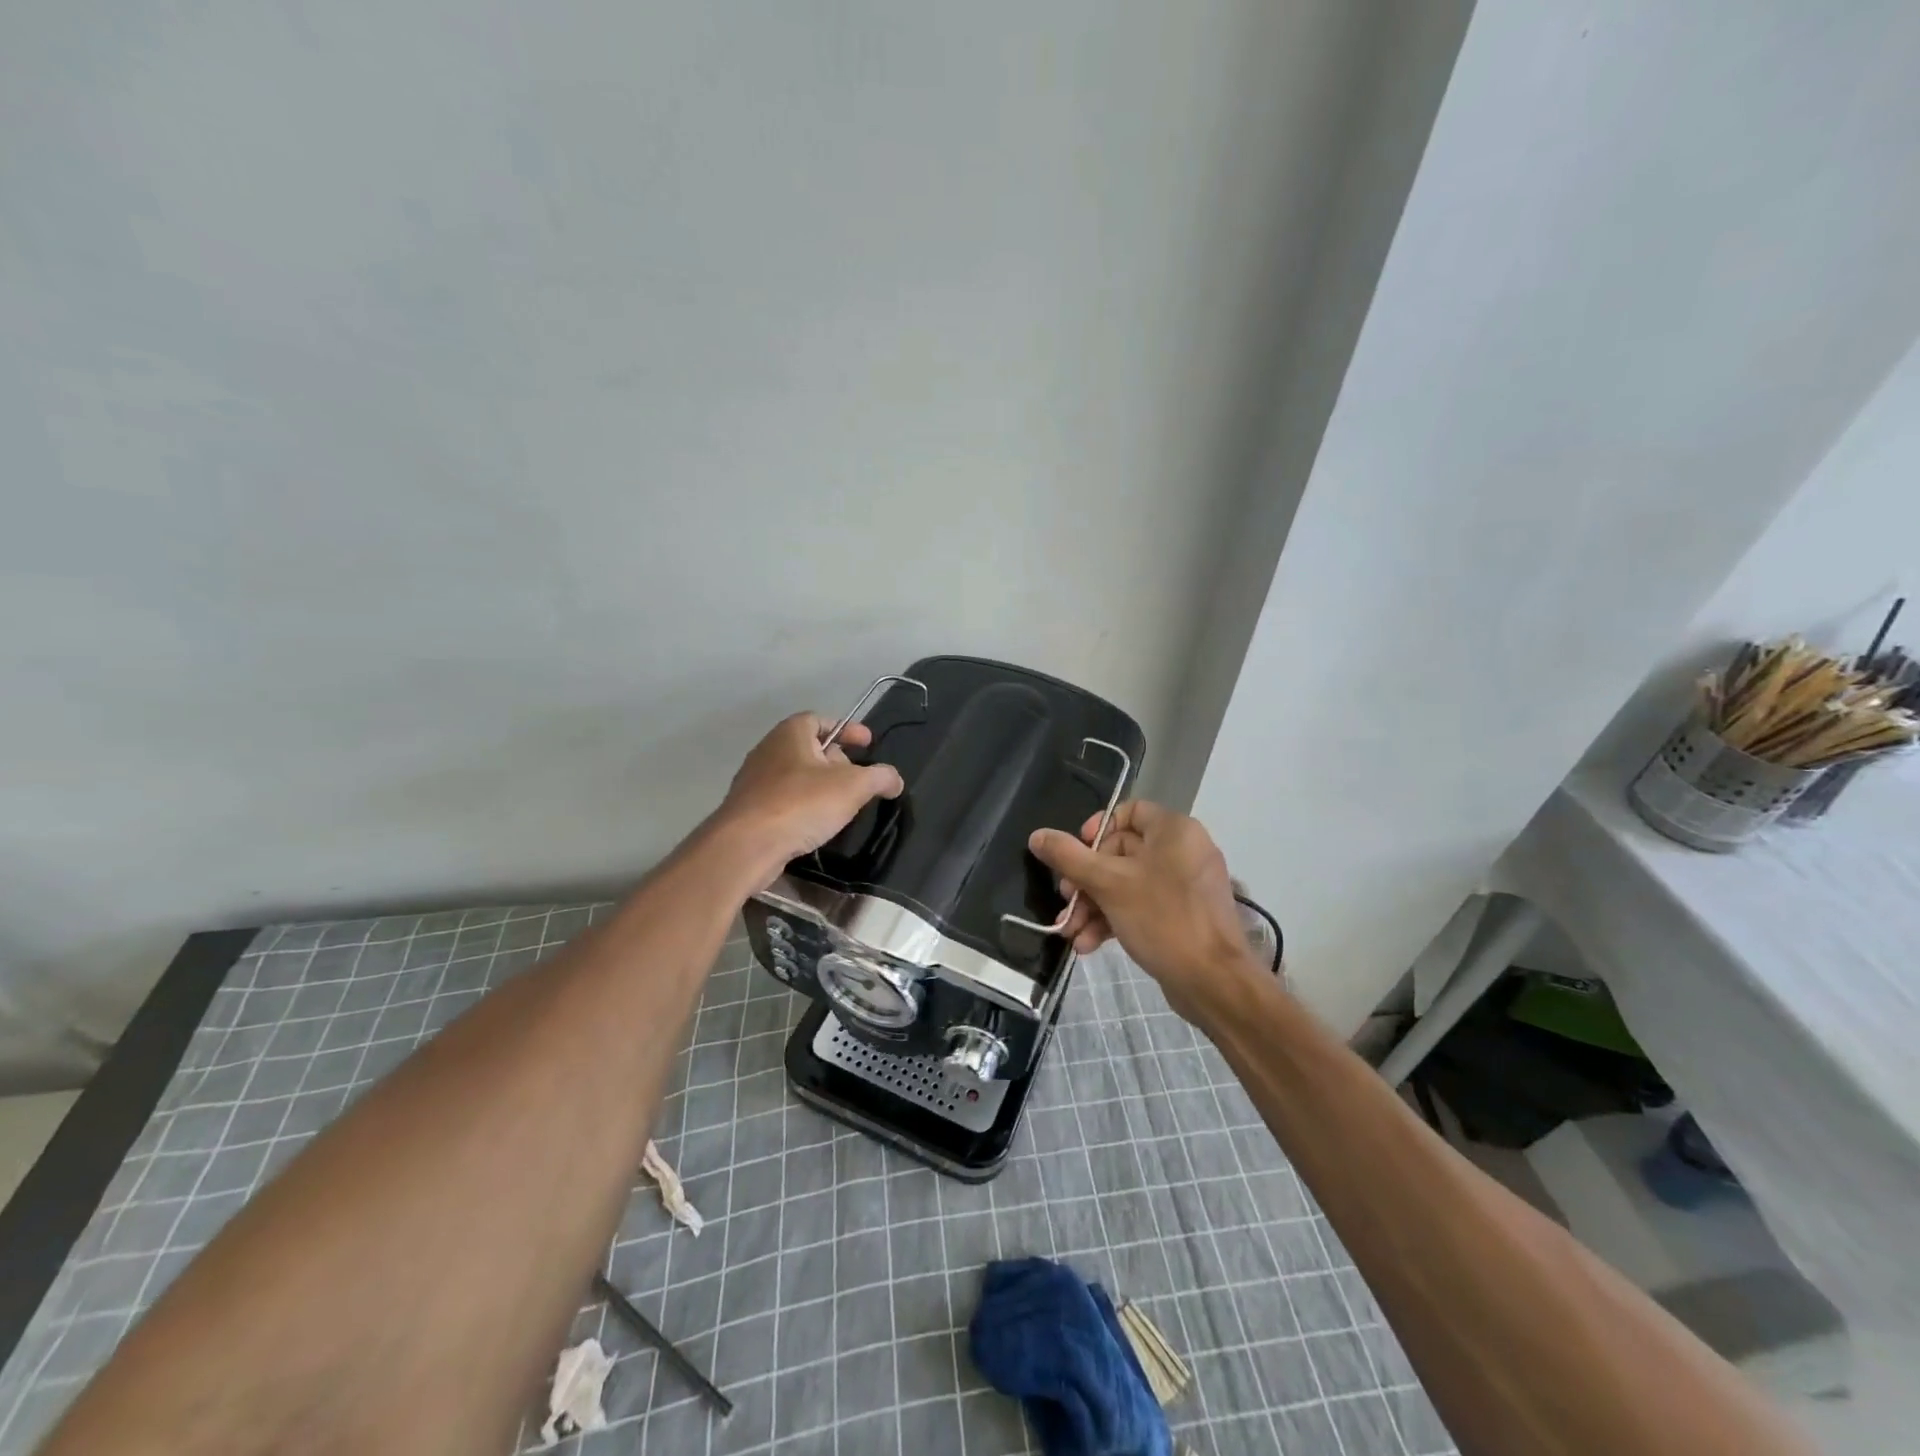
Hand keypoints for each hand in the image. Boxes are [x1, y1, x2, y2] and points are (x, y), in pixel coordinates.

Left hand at [714, 713, 904, 887]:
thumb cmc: (802, 803)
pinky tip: (815, 825)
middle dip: (836, 761)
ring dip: (820, 787)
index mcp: (790, 733)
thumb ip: (880, 777)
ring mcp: (754, 781)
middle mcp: (768, 750)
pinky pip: (783, 800)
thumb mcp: (854, 786)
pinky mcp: (748, 809)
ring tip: (841, 806)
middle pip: (809, 748)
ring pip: (796, 776)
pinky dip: (802, 806)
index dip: (848, 729)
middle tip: (857, 780)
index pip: (821, 719)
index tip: (868, 744)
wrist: (747, 845)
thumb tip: (894, 779)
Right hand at [1027, 801, 1264, 1022]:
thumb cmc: (1162, 918)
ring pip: (1127, 884)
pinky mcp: (1183, 916)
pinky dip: (1114, 919)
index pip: (1129, 812)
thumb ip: (1069, 857)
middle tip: (1066, 900)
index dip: (1096, 829)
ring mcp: (1184, 886)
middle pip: (1120, 852)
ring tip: (1070, 932)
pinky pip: (1141, 906)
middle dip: (1086, 881)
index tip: (1075, 854)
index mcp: (1173, 831)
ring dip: (1094, 906)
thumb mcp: (1108, 885)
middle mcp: (1183, 851)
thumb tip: (1037, 836)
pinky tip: (1088, 945)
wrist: (1214, 983)